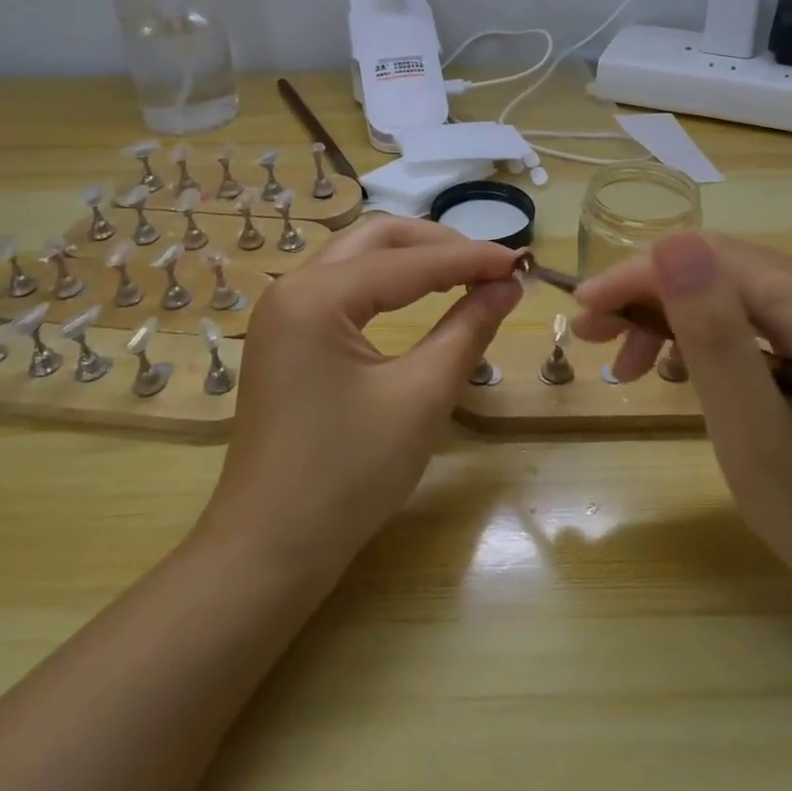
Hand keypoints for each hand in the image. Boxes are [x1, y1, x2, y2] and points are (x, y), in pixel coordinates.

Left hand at [198, 217, 521, 574]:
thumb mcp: (420, 398)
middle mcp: (291, 287)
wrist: (269, 551)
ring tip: (464, 274)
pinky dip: (386, 284)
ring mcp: (282, 312)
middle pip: (375, 239)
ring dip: (411, 259)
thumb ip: (467, 330)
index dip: (470, 258)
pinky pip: (342, 288)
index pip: (408, 261)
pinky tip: (418, 297)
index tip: (522, 261)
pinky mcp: (285, 337)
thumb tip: (507, 286)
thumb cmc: (347, 476)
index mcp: (316, 295)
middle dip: (437, 245)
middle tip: (490, 265)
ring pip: (356, 259)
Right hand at [572, 232, 791, 613]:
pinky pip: (761, 309)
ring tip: (630, 363)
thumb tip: (670, 244)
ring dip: (675, 313)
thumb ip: (713, 337)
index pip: (718, 261)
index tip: (582, 311)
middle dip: (651, 296)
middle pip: (728, 267)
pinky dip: (711, 331)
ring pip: (738, 285)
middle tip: (595, 340)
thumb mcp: (757, 438)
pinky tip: (683, 362)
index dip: (640, 277)